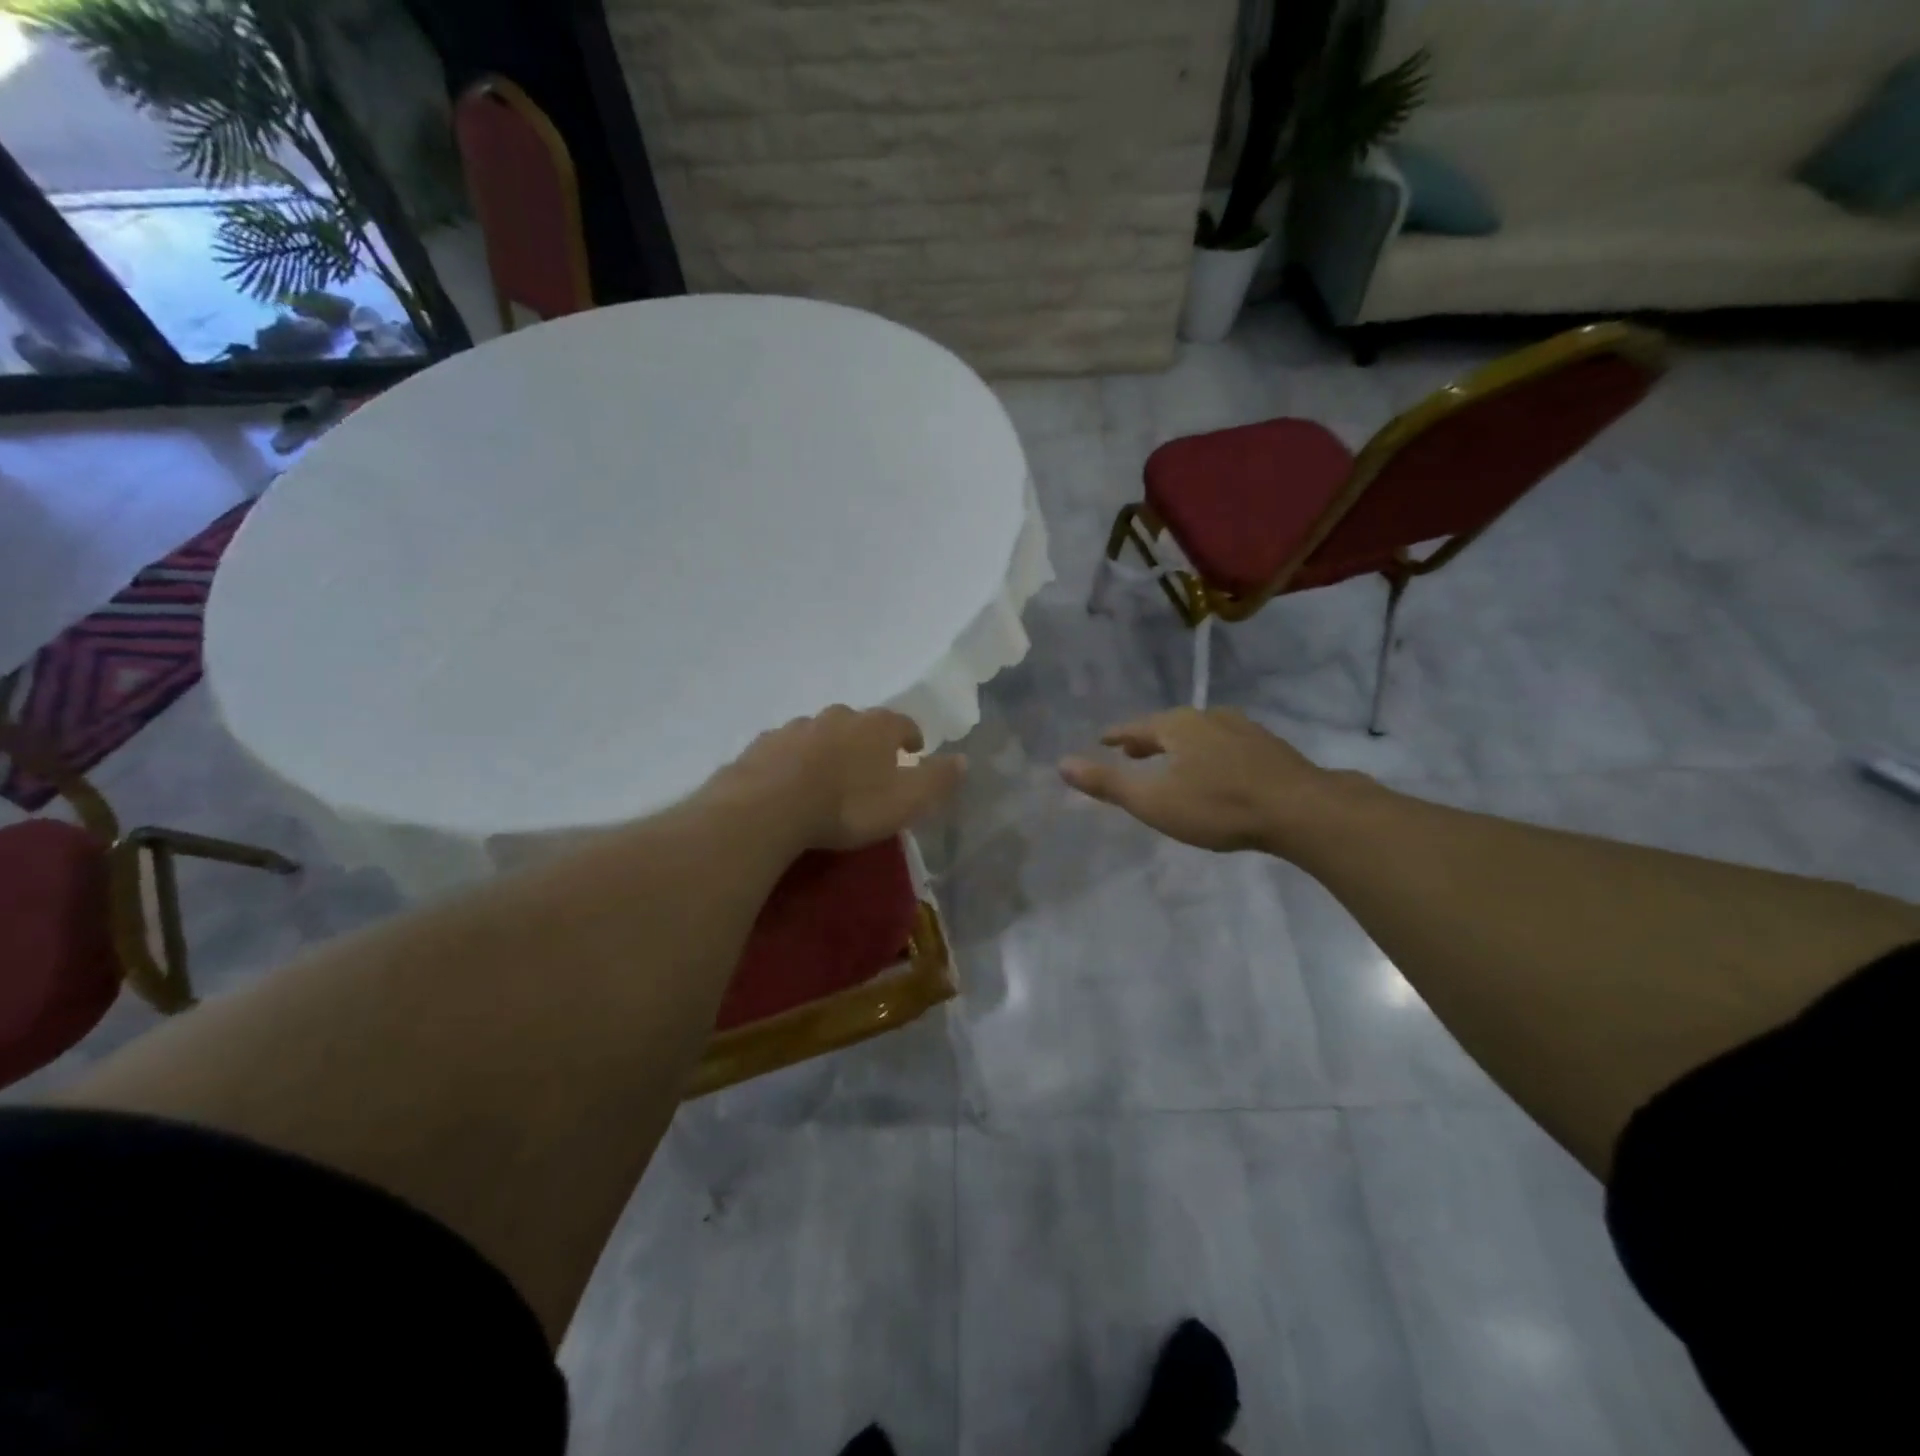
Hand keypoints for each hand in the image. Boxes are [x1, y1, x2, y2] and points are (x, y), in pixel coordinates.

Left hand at [709, 705, 964, 851]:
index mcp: (875, 726)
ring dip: (829, 749)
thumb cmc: (848, 805)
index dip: (910, 736)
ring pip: (820, 733)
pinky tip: (791, 783)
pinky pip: (787, 749)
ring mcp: (796, 727)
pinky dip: (794, 761)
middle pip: (859, 723)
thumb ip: (937, 780)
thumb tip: (963, 759)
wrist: (768, 807)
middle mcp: (837, 716)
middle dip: (867, 741)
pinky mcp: (762, 745)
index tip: (913, 750)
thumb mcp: (906, 801)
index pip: (902, 723)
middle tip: (870, 768)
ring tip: (829, 777)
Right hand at [1059, 708, 1332, 853]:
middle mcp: (1209, 718)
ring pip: (1200, 733)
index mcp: (1177, 725)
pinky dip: (1209, 753)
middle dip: (1148, 740)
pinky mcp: (1269, 747)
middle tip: (1132, 752)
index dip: (1118, 736)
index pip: (1136, 727)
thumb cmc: (1218, 806)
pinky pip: (1225, 744)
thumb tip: (1061, 763)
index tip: (1104, 739)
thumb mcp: (1153, 801)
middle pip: (1168, 726)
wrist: (1302, 810)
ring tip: (1172, 761)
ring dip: (1180, 746)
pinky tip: (1217, 769)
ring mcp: (1243, 729)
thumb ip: (1108, 784)